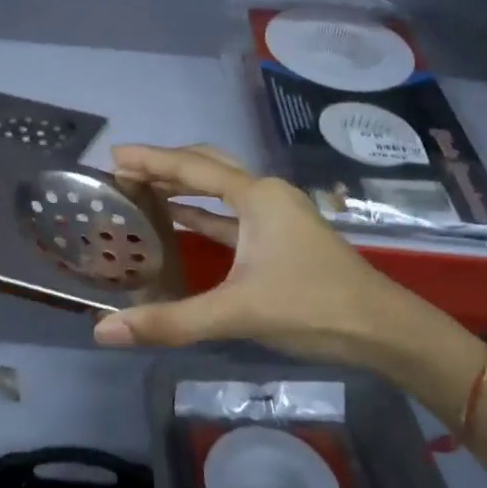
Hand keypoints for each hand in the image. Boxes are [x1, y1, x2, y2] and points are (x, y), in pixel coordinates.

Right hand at [92, 144, 454, 370]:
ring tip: (143, 188)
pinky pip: (231, 215)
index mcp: (256, 196)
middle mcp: (265, 195)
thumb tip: (104, 331)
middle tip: (124, 170)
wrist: (382, 329)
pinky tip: (180, 220)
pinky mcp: (280, 238)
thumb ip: (171, 321)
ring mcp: (276, 216)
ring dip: (183, 186)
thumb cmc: (312, 307)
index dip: (151, 160)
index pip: (192, 169)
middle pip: (208, 166)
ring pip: (221, 188)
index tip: (113, 156)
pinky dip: (203, 213)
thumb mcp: (237, 312)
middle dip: (166, 164)